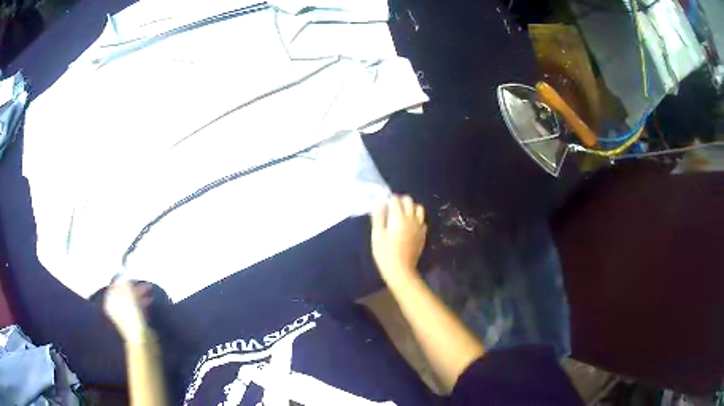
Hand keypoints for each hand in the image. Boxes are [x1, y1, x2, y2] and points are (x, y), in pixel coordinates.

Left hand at [104, 279, 151, 342]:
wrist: (142, 339)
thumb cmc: (132, 316)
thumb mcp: (128, 295)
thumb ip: (126, 284)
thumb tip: (125, 276)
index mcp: (110, 302)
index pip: (114, 286)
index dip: (122, 279)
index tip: (130, 274)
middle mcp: (115, 309)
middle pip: (123, 293)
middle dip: (133, 287)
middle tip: (142, 281)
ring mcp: (125, 317)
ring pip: (131, 301)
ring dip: (139, 294)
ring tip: (149, 289)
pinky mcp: (134, 322)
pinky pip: (137, 308)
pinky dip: (142, 303)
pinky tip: (149, 300)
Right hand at [371, 195, 426, 284]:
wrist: (401, 270)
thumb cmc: (385, 253)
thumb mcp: (377, 235)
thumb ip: (378, 217)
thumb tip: (379, 202)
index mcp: (399, 218)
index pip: (395, 200)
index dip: (389, 199)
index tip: (383, 204)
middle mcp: (411, 219)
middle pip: (409, 201)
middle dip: (400, 200)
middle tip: (392, 207)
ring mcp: (419, 227)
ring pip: (419, 208)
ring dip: (411, 207)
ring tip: (403, 214)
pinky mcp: (423, 235)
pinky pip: (422, 220)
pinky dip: (416, 218)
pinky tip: (410, 225)